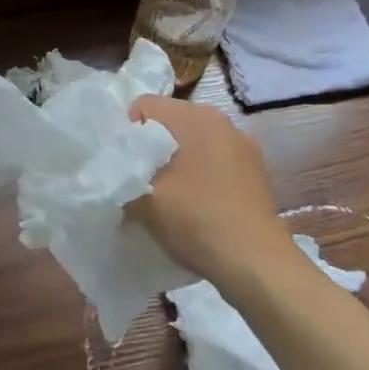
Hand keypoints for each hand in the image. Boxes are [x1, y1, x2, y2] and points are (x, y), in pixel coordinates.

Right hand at [125, 95, 292, 291]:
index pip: (144, 105)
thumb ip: (120, 174)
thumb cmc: (196, 219)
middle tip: (137, 181)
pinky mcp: (255, 174)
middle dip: (149, 148)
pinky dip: (198, 177)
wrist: (255, 264)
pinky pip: (213, 163)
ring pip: (192, 144)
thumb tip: (112, 169)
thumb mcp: (143, 198)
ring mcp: (243, 147)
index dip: (124, 132)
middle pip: (169, 123)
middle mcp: (223, 122)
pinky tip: (194, 206)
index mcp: (196, 116)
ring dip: (175, 163)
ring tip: (165, 197)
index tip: (120, 164)